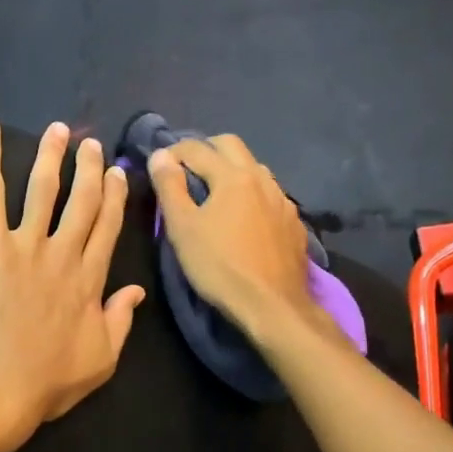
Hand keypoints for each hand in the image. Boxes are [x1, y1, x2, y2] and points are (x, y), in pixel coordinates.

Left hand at [0, 120, 144, 451]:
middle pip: (83, 201)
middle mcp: (64, 253)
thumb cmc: (45, 381)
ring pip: (43, 188)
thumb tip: (137, 291)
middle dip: (90, 169)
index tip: (117, 173)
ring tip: (58, 130)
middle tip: (92, 145)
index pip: (108, 228)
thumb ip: (120, 321)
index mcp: (91, 280)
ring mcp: (26, 244)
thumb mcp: (100, 360)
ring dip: (52, 155)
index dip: (115, 197)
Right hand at [147, 135, 312, 336]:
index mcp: (233, 176)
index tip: (159, 166)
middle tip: (187, 170)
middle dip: (206, 149)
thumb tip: (160, 156)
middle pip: (231, 145)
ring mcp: (283, 200)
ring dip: (232, 169)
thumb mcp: (183, 228)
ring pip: (255, 168)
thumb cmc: (220, 266)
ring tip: (216, 192)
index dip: (172, 151)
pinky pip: (270, 195)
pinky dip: (252, 194)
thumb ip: (169, 187)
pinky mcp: (293, 222)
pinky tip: (245, 217)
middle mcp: (262, 178)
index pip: (196, 148)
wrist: (273, 305)